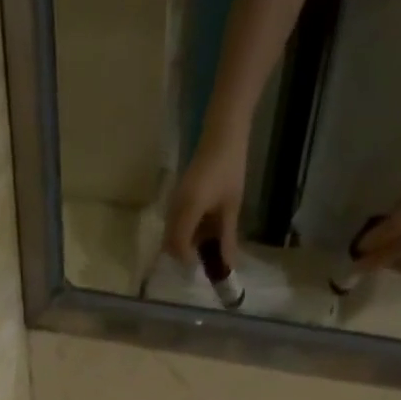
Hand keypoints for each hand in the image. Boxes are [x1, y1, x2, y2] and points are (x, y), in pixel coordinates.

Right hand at [165, 130, 247, 264]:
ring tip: (204, 241)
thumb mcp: (231, 207)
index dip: (188, 260)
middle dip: (183, 255)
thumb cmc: (230, 168)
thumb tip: (228, 265)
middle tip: (203, 256)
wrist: (222, 134)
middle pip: (169, 243)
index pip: (179, 246)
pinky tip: (201, 227)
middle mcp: (176, 207)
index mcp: (189, 208)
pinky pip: (174, 223)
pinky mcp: (175, 197)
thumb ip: (226, 238)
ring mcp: (173, 201)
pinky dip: (184, 231)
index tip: (203, 264)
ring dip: (184, 243)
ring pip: (170, 234)